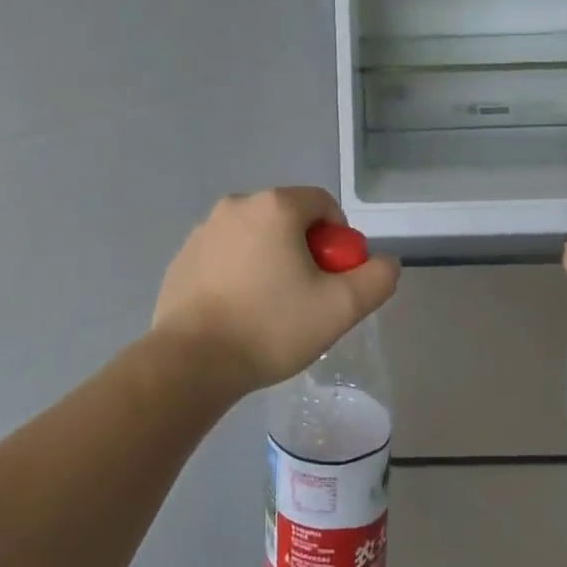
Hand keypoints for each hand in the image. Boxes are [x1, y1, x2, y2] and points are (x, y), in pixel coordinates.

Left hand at [152, 187, 400, 393]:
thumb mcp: (341, 308)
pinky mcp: (182, 256)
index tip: (332, 279)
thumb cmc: (270, 326)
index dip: (338, 240)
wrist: (191, 361)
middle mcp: (236, 205)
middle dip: (304, 251)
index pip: (323, 205)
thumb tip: (384, 262)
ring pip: (256, 237)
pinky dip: (239, 273)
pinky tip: (237, 311)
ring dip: (271, 261)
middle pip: (288, 219)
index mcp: (275, 206)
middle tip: (305, 297)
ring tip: (269, 309)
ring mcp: (204, 230)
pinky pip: (225, 254)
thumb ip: (376, 278)